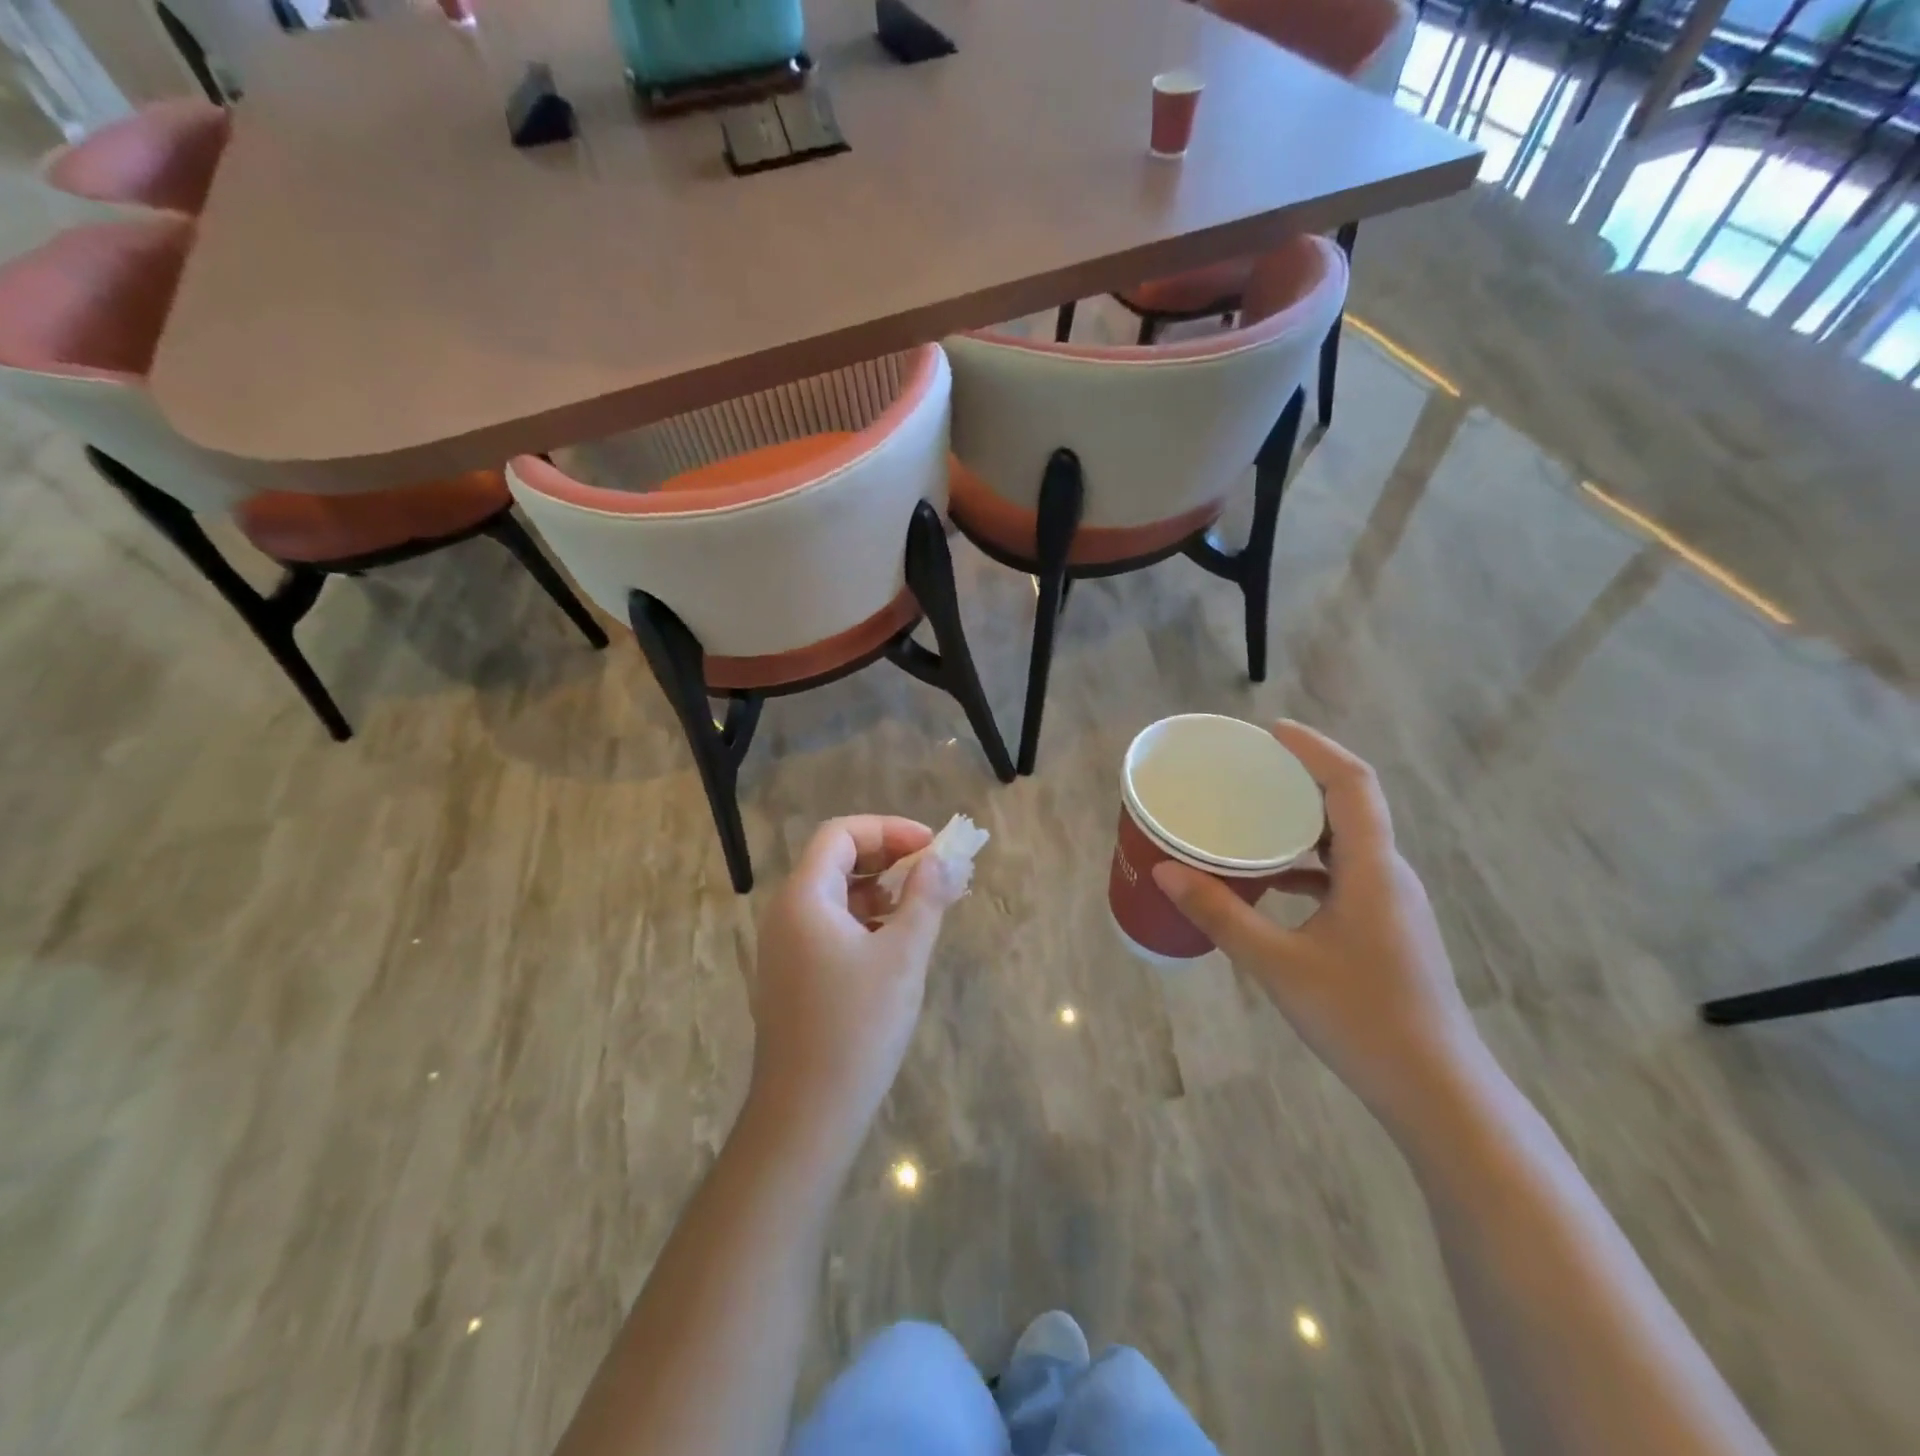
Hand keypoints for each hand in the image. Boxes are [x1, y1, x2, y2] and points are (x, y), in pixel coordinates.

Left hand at [746, 816, 967, 1159]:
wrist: (807, 1114)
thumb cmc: (857, 1026)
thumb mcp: (903, 956)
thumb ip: (926, 899)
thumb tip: (947, 859)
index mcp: (805, 897)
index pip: (841, 834)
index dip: (889, 830)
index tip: (932, 848)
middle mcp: (788, 913)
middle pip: (838, 860)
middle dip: (890, 858)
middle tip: (936, 873)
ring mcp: (788, 947)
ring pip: (838, 896)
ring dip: (883, 890)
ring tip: (929, 904)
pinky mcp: (796, 975)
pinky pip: (834, 927)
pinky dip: (869, 920)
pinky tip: (901, 940)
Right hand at [1153, 722, 1484, 1129]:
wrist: (1436, 1090)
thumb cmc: (1360, 1019)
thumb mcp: (1278, 964)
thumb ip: (1220, 914)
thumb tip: (1164, 871)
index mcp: (1372, 869)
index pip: (1352, 783)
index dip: (1314, 748)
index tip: (1270, 731)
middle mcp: (1388, 874)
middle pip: (1351, 803)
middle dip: (1303, 776)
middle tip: (1250, 768)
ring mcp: (1392, 901)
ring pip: (1347, 839)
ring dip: (1304, 819)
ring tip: (1252, 813)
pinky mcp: (1386, 926)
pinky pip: (1344, 872)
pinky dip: (1307, 861)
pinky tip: (1270, 879)